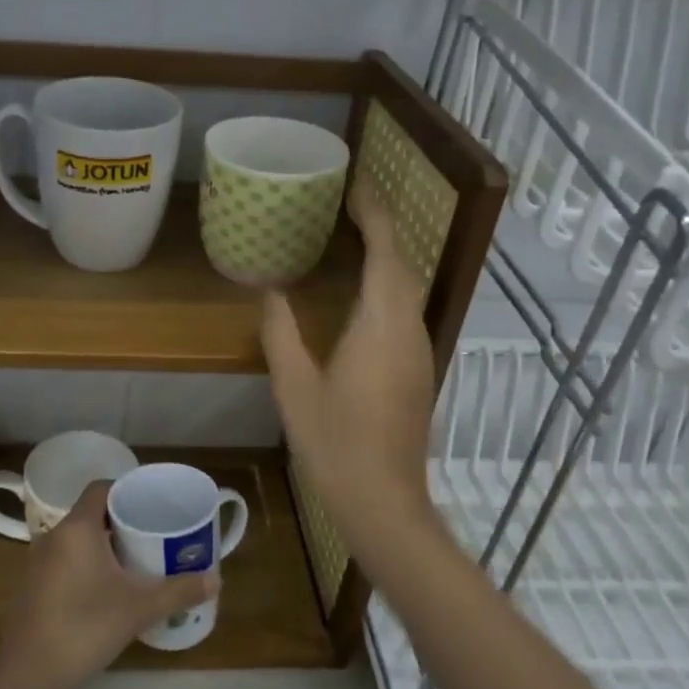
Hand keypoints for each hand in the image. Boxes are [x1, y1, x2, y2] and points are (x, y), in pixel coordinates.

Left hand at [0, 482, 217, 688]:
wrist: (24, 675)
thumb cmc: (82, 628)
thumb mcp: (137, 610)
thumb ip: (178, 591)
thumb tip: (216, 580)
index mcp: (77, 528)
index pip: (102, 489)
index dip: (127, 490)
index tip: (153, 504)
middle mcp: (54, 536)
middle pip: (92, 513)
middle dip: (123, 521)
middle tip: (154, 534)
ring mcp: (39, 562)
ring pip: (78, 539)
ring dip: (105, 544)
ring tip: (138, 560)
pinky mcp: (33, 586)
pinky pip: (66, 560)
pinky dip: (88, 563)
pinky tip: (108, 588)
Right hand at [261, 185, 438, 553]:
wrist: (383, 500)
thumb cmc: (335, 442)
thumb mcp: (295, 385)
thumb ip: (281, 332)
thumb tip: (270, 291)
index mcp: (381, 324)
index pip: (387, 251)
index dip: (374, 214)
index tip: (355, 187)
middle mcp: (409, 329)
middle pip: (403, 263)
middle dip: (381, 229)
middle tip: (346, 208)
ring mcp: (419, 350)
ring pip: (408, 287)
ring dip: (386, 257)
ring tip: (351, 239)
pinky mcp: (417, 369)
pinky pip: (404, 310)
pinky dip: (387, 286)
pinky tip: (360, 294)